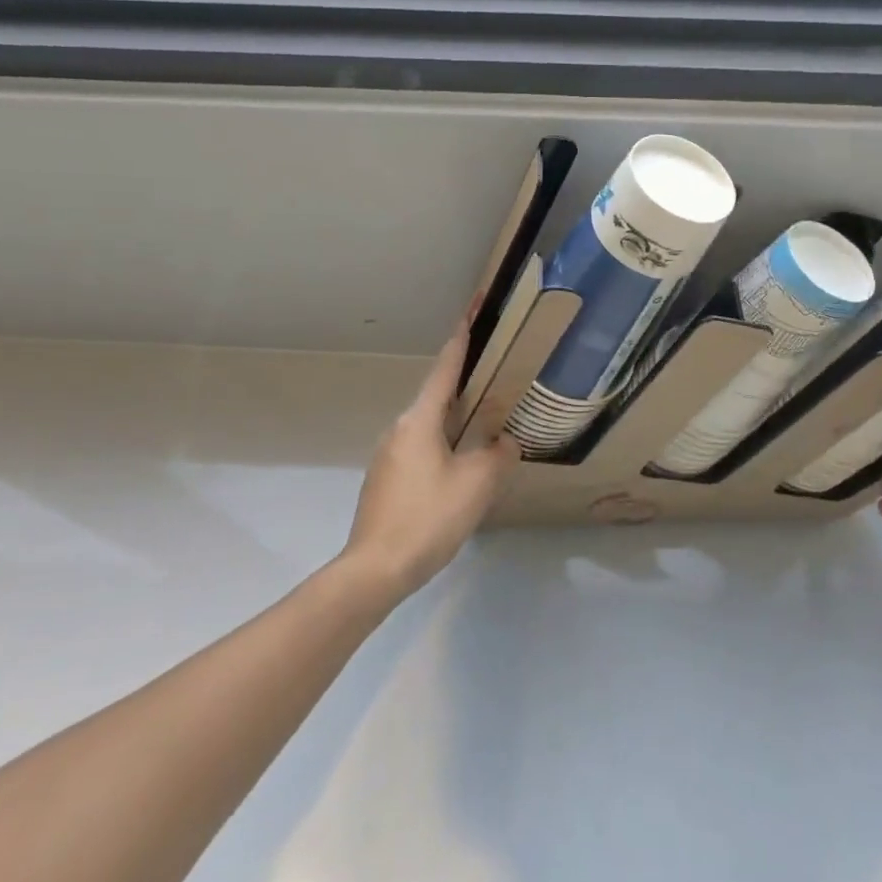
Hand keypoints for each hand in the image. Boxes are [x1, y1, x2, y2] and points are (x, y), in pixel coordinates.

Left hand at [340, 315, 519, 599]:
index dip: (460, 340)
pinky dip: (443, 446)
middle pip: (436, 397)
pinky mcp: (385, 481)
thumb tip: (505, 442)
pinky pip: (421, 450)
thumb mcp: (477, 484)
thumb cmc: (429, 517)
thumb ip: (499, 455)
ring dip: (455, 421)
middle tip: (492, 375)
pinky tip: (460, 468)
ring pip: (429, 426)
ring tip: (484, 425)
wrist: (376, 568)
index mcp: (420, 420)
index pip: (445, 369)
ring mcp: (388, 456)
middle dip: (463, 384)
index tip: (470, 312)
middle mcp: (399, 429)